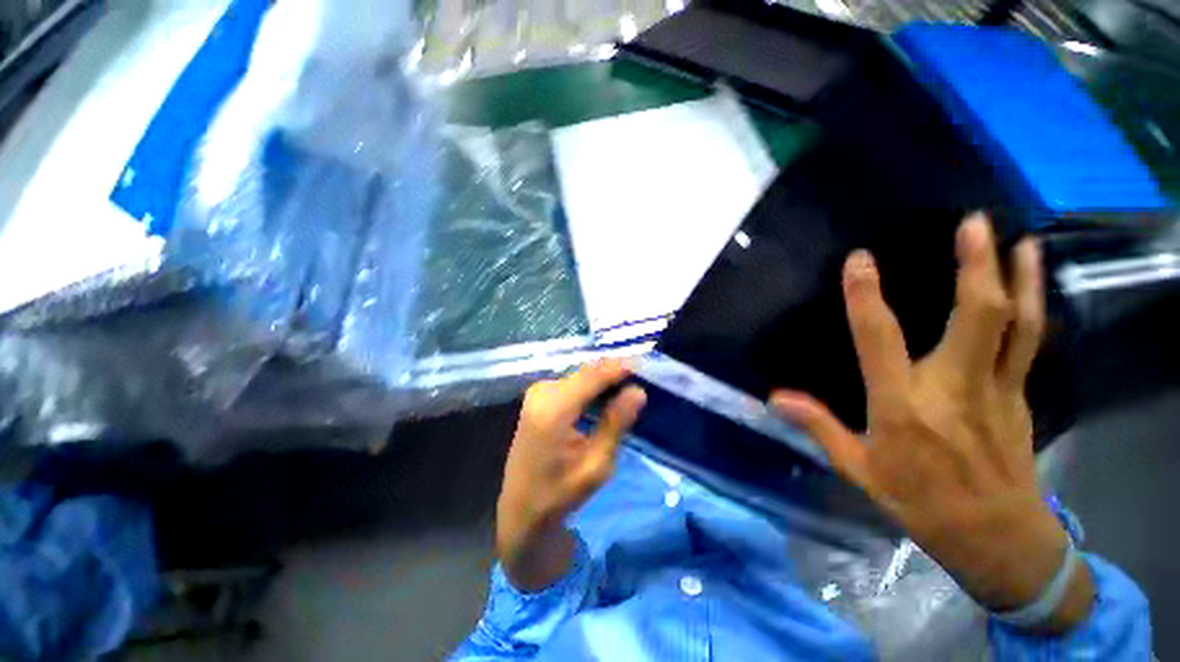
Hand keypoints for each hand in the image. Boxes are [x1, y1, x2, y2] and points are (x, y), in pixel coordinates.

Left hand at [497, 360, 646, 591]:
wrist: (520, 507)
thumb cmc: (560, 493)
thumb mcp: (596, 464)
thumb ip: (616, 423)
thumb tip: (638, 391)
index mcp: (554, 409)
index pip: (593, 375)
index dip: (620, 368)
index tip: (647, 366)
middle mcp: (543, 392)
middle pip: (586, 372)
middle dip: (614, 373)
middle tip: (642, 379)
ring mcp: (538, 392)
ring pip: (580, 375)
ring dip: (604, 379)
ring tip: (629, 387)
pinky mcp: (538, 397)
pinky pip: (572, 383)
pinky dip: (591, 386)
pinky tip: (607, 396)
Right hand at [771, 214, 1093, 633]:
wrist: (998, 538)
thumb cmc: (921, 502)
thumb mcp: (859, 470)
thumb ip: (819, 427)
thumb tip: (775, 398)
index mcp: (904, 406)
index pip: (879, 340)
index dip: (865, 297)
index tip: (859, 260)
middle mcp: (955, 387)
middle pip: (976, 316)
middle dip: (975, 264)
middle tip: (973, 222)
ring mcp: (998, 389)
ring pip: (1017, 323)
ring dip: (1019, 278)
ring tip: (1022, 240)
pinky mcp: (1021, 396)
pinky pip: (1028, 343)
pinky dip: (1032, 309)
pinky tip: (1031, 288)